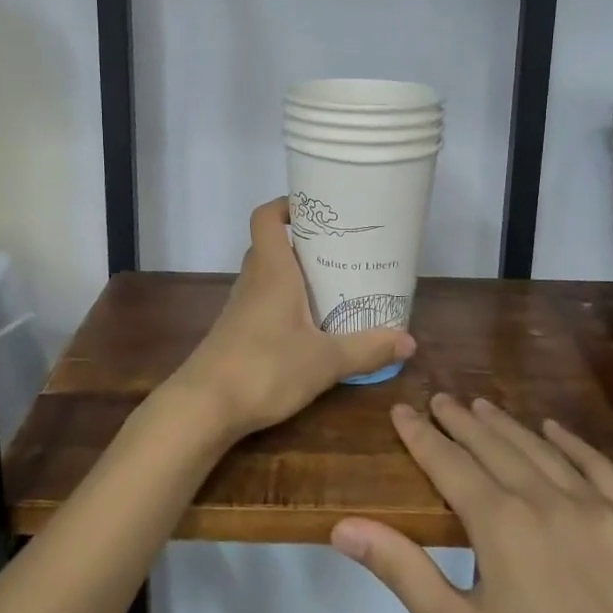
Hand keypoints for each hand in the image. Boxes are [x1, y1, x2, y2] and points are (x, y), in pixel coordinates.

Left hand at [166, 198, 415, 441]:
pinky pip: (263, 302)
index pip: (266, 218)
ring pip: (268, 275)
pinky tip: (309, 326)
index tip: (318, 210)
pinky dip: (285, 303)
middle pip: (272, 245)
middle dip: (304, 243)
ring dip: (295, 275)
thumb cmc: (265, 368)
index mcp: (272, 271)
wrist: (204, 407)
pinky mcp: (237, 332)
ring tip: (333, 284)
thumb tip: (409, 341)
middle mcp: (253, 281)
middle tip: (341, 250)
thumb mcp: (325, 361)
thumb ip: (366, 349)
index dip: (287, 205)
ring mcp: (241, 308)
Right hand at [331, 395, 612, 612]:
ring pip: (543, 451)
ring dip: (508, 427)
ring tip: (483, 407)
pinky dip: (575, 445)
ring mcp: (600, 512)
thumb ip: (400, 569)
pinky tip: (556, 431)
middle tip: (440, 399)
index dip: (421, 435)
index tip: (402, 409)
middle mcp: (549, 501)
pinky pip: (604, 470)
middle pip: (495, 447)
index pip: (449, 463)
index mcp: (501, 524)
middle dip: (462, 421)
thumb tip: (343, 524)